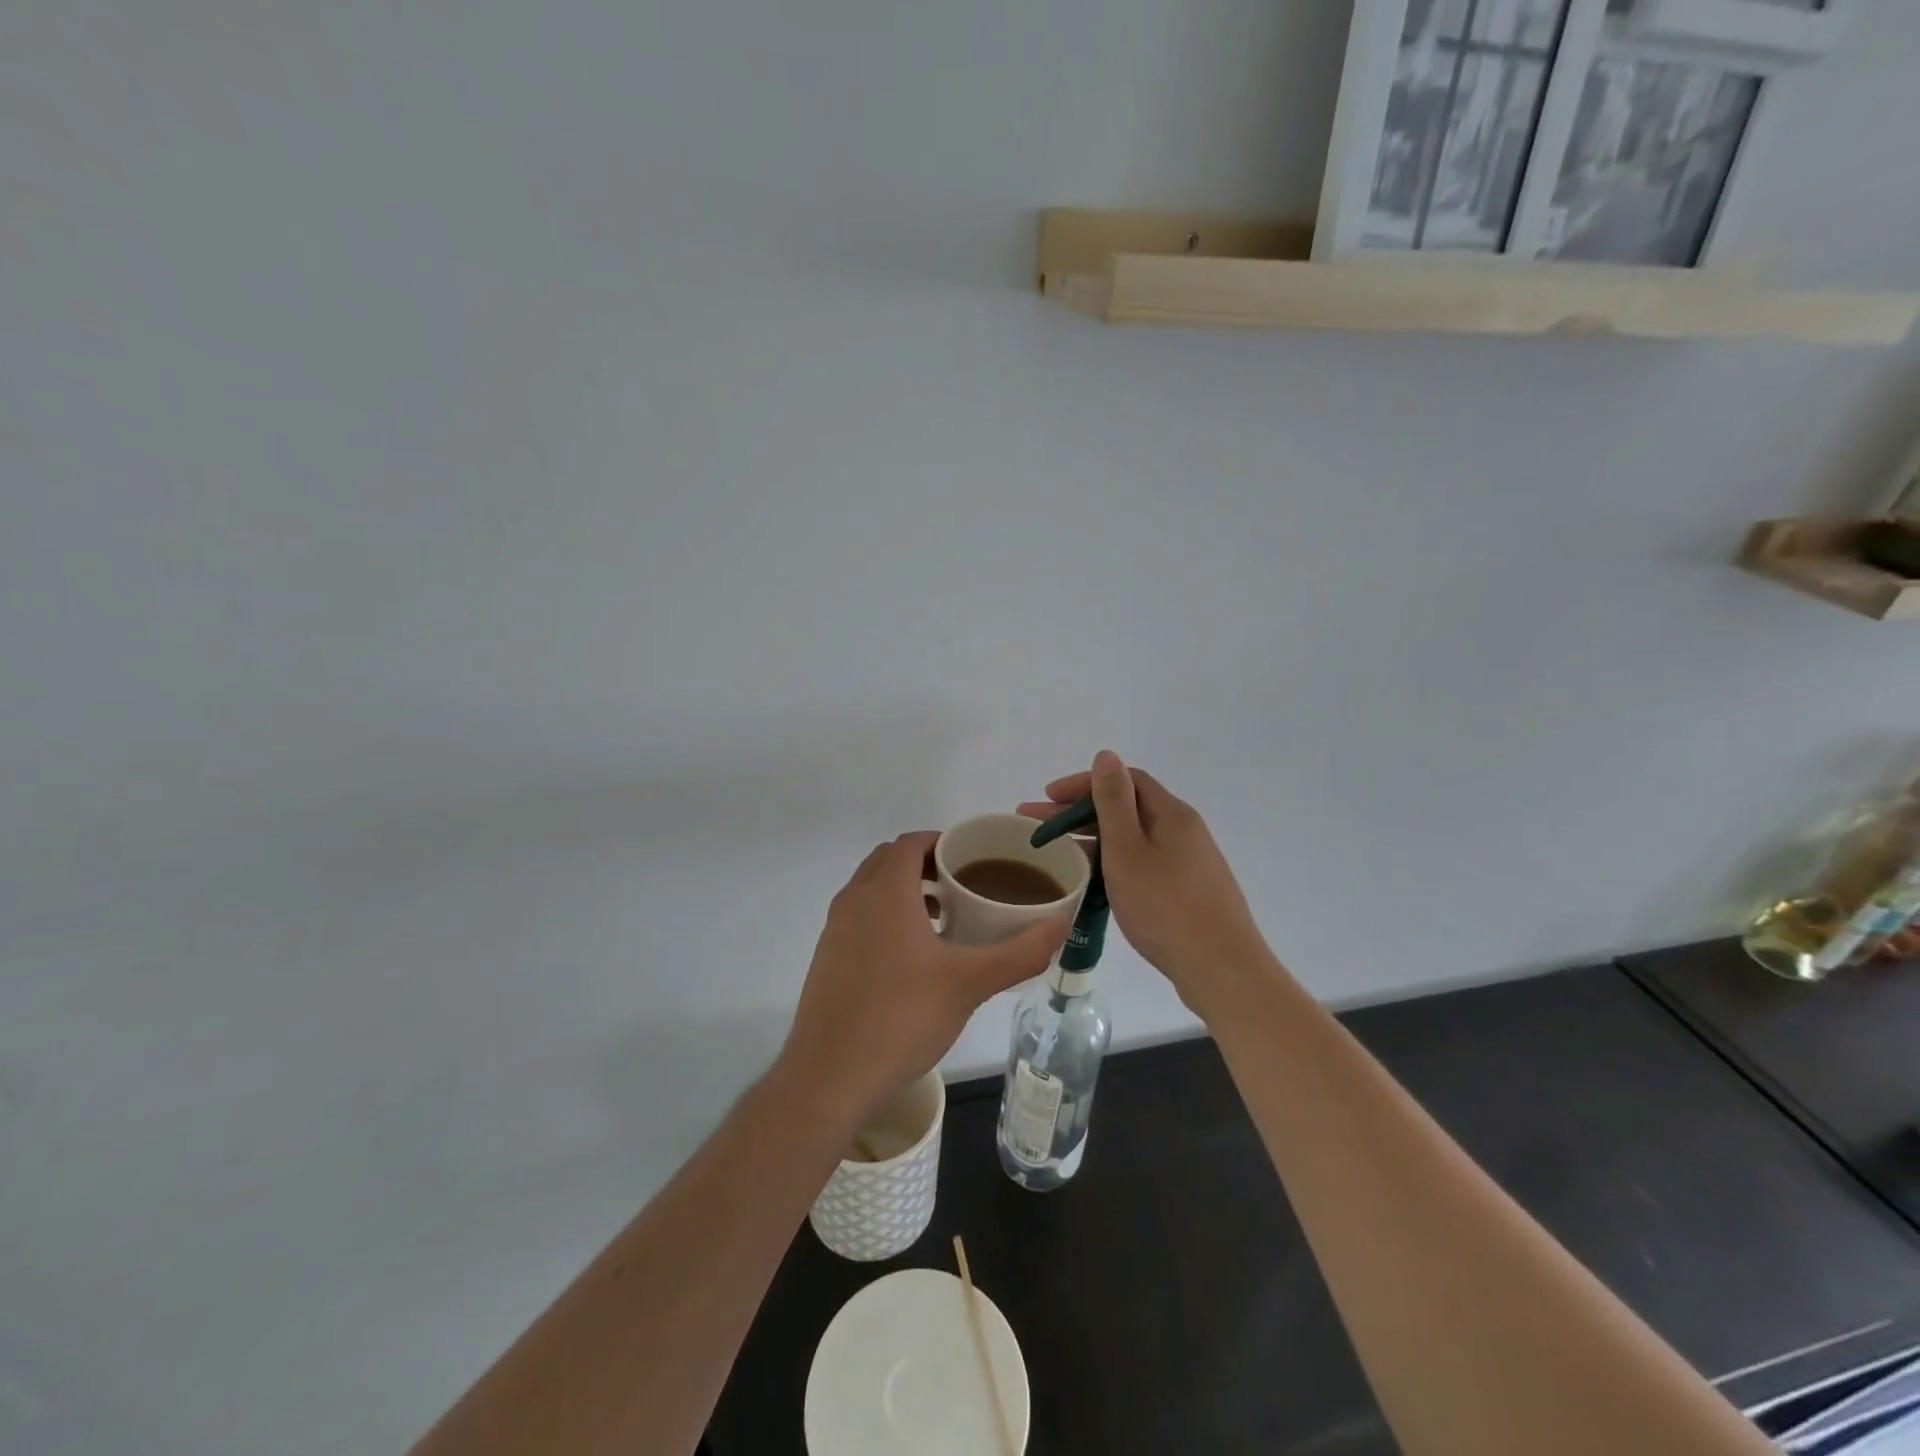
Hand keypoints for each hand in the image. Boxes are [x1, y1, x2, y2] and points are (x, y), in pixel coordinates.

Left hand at [775, 832, 1069, 1129]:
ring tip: (942, 917)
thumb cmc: (901, 1018)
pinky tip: (911, 956)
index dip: (942, 841)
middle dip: (925, 863)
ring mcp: (834, 929)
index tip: (973, 859)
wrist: (829, 1077)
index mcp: (885, 892)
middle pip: (889, 859)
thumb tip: (1062, 925)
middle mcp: (853, 900)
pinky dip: (885, 915)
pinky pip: (859, 915)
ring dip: (904, 889)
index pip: (911, 842)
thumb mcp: (969, 984)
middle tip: (963, 884)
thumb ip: (1019, 952)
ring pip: (871, 888)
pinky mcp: (826, 956)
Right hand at [1021, 751, 1269, 1014]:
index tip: (1047, 798)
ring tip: (1058, 854)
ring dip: (1094, 839)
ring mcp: (1189, 863)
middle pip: (1127, 808)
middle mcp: (1184, 831)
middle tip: (1037, 828)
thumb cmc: (1167, 908)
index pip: (1125, 780)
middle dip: (1079, 813)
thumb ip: (1113, 802)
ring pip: (1134, 839)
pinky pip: (1143, 863)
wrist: (1222, 972)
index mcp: (1172, 815)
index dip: (1084, 783)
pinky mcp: (1188, 892)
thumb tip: (1106, 755)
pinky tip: (1095, 882)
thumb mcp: (1128, 851)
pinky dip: (1114, 863)